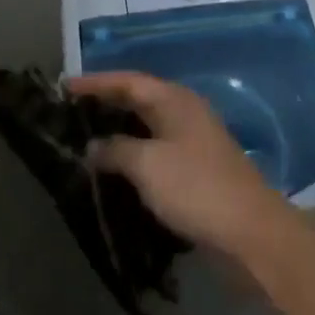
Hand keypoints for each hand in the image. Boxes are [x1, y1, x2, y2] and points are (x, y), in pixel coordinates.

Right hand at [67, 71, 299, 260]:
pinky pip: (156, 149)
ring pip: (147, 125)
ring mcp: (193, 140)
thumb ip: (116, 150)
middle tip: (71, 110)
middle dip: (105, 103)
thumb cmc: (196, 188)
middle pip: (138, 98)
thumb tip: (93, 146)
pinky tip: (116, 168)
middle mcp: (184, 112)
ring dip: (118, 130)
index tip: (64, 86)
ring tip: (85, 137)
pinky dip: (133, 153)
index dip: (95, 83)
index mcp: (174, 100)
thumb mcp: (148, 166)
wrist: (250, 233)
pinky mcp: (196, 169)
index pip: (128, 81)